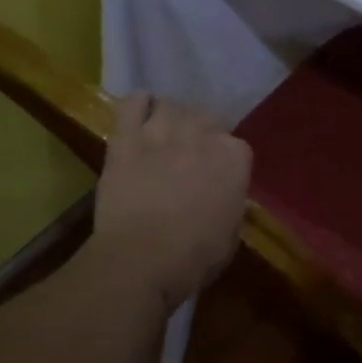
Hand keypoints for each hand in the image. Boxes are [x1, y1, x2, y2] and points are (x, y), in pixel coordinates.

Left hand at [87, 95, 251, 311]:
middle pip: (204, 119)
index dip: (224, 160)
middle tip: (189, 157)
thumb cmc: (195, 256)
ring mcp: (162, 132)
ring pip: (170, 106)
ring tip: (163, 136)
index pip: (236, 145)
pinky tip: (138, 115)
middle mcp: (202, 134)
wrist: (141, 259)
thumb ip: (230, 202)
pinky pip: (132, 103)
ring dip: (169, 119)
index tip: (216, 176)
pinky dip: (137, 104)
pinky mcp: (126, 138)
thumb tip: (225, 197)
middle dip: (199, 135)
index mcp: (235, 157)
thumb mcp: (231, 232)